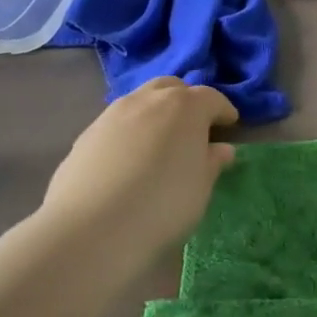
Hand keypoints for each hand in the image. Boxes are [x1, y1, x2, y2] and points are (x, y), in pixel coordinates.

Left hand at [35, 78, 238, 261]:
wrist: (91, 228)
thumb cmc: (163, 204)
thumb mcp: (201, 187)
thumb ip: (211, 162)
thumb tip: (219, 149)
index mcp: (184, 107)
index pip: (211, 98)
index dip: (223, 111)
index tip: (230, 126)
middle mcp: (147, 100)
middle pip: (172, 88)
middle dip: (186, 102)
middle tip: (194, 129)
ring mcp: (111, 114)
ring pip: (140, 102)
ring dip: (155, 115)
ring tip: (160, 145)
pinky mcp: (85, 135)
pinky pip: (117, 124)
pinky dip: (130, 133)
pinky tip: (130, 162)